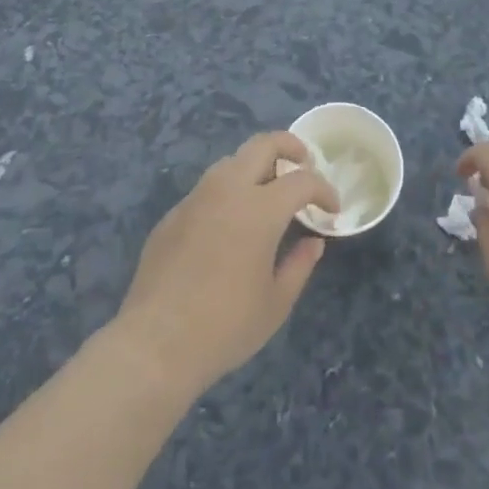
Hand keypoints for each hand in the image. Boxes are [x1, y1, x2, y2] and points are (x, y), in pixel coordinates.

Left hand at [114, 132, 338, 393]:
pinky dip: (228, 193)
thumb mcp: (276, 303)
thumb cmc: (225, 326)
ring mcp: (196, 198)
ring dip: (256, 166)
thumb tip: (313, 242)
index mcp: (260, 208)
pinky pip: (207, 189)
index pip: (302, 180)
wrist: (155, 344)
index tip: (332, 208)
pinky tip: (229, 224)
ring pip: (232, 161)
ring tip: (268, 192)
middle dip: (290, 146)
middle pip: (263, 144)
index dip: (323, 190)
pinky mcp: (172, 214)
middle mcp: (228, 189)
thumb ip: (300, 264)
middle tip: (304, 163)